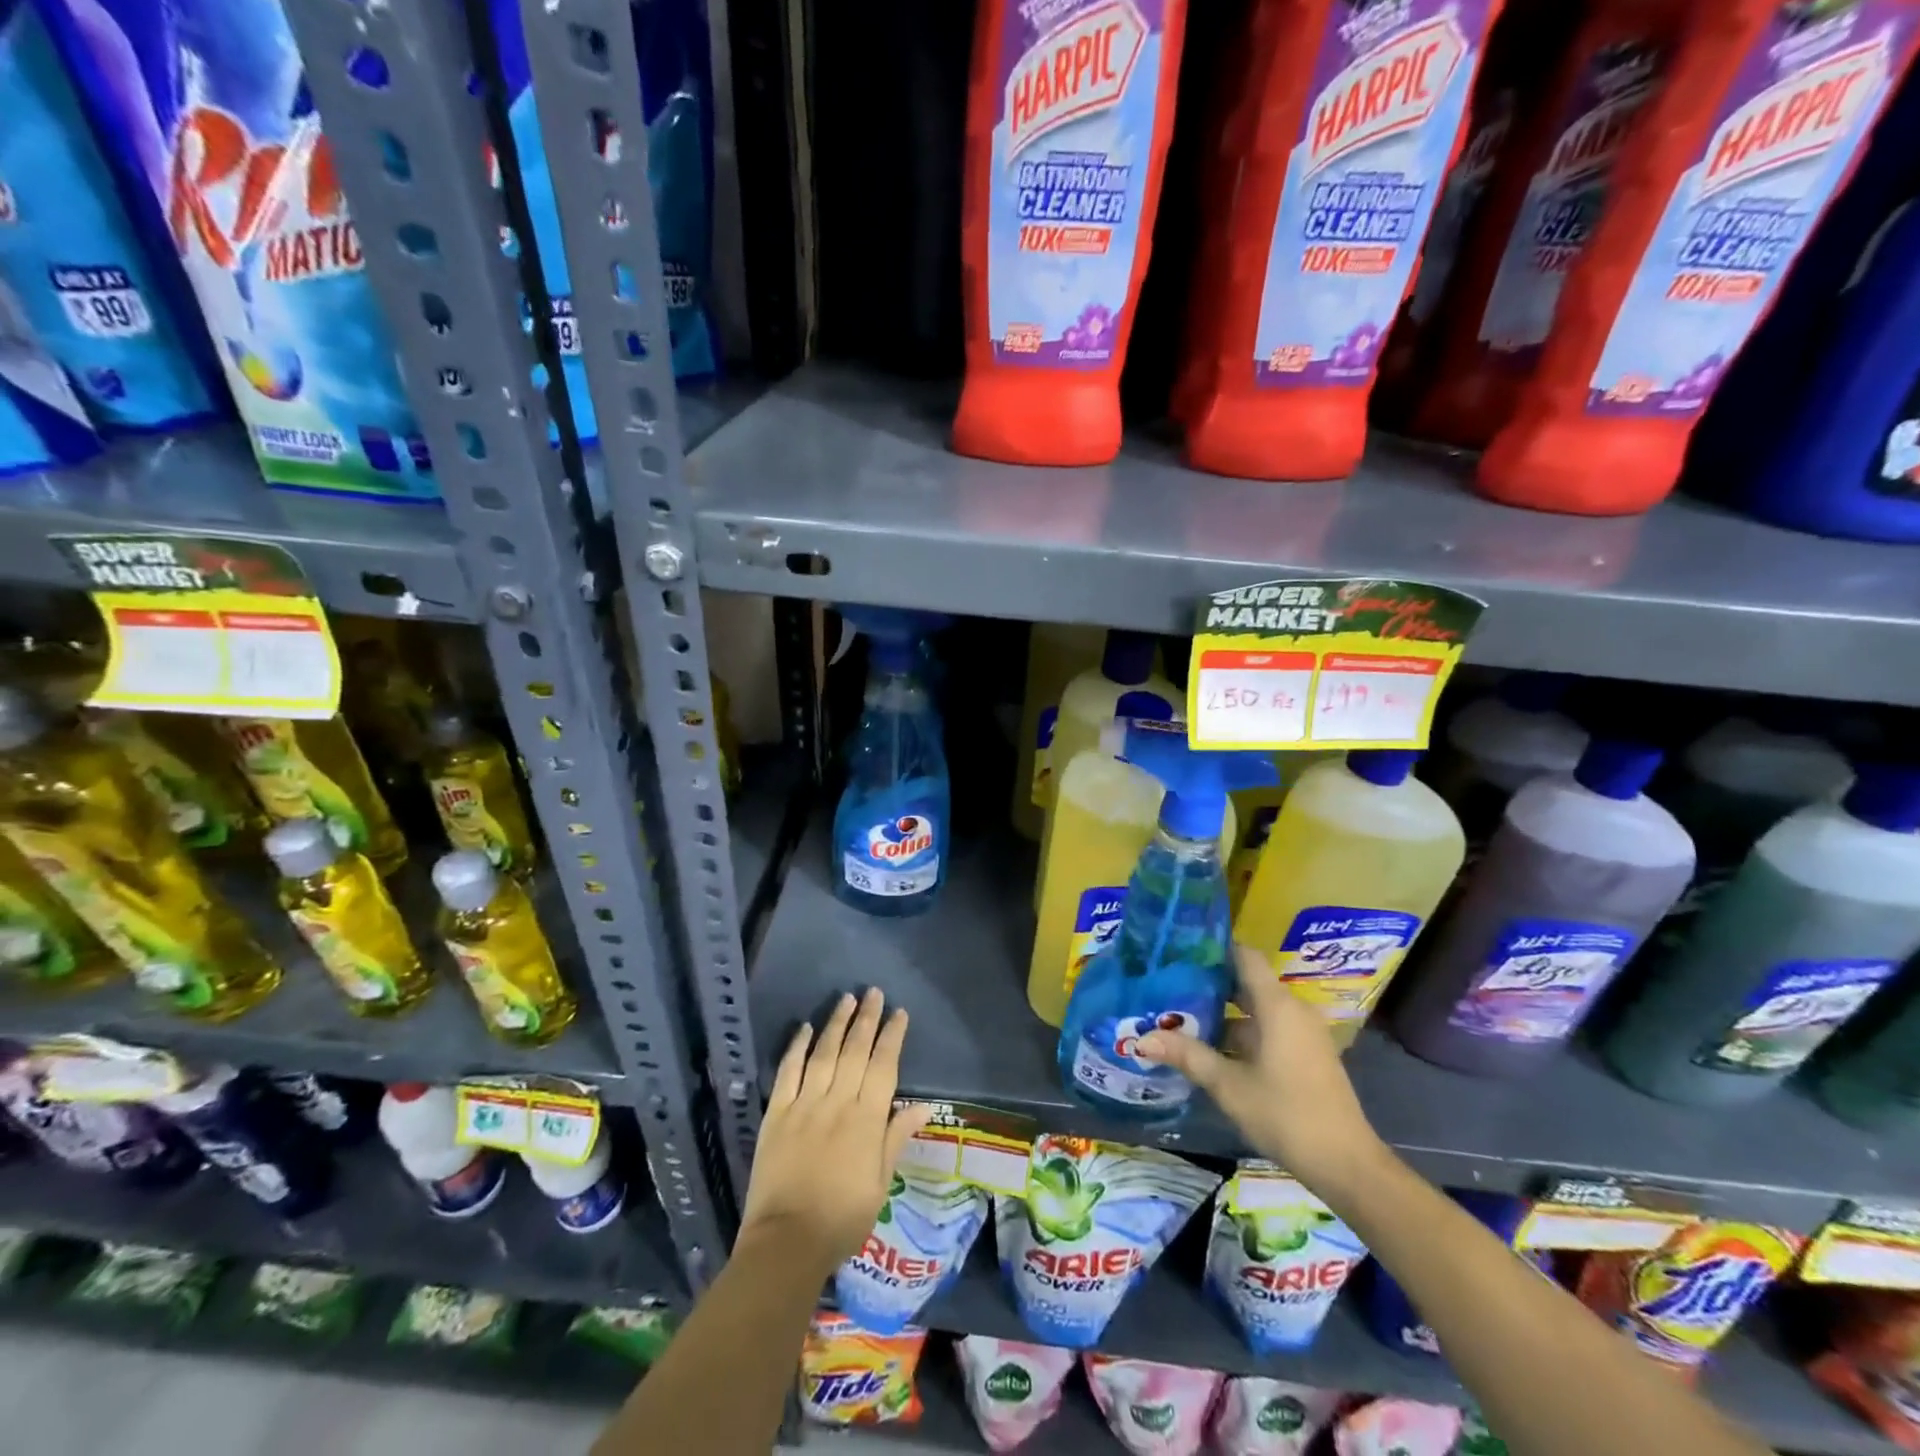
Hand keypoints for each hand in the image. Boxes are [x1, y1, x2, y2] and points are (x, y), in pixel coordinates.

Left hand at [740, 988, 932, 1274]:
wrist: (787, 1243)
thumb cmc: (842, 1218)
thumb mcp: (880, 1183)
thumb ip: (896, 1137)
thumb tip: (924, 1105)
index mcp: (867, 1119)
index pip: (884, 1066)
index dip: (892, 1037)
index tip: (899, 1013)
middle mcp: (837, 1102)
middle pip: (855, 1051)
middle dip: (867, 1019)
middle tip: (873, 993)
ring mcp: (804, 1105)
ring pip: (824, 1053)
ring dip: (836, 1024)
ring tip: (846, 999)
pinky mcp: (776, 1114)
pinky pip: (788, 1072)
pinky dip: (796, 1047)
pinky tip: (804, 1028)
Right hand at [1136, 944, 1387, 1195]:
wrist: (1347, 1165)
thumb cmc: (1286, 1114)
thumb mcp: (1229, 1085)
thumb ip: (1188, 1056)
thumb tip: (1142, 1039)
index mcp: (1277, 1006)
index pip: (1244, 956)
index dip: (1214, 949)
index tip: (1180, 949)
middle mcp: (1293, 1010)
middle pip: (1247, 982)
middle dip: (1209, 983)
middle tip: (1169, 984)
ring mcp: (1302, 1034)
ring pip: (1256, 1009)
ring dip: (1223, 1012)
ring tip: (1181, 1015)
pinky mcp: (1306, 1055)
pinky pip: (1268, 1029)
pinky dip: (1241, 1031)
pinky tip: (1211, 1047)